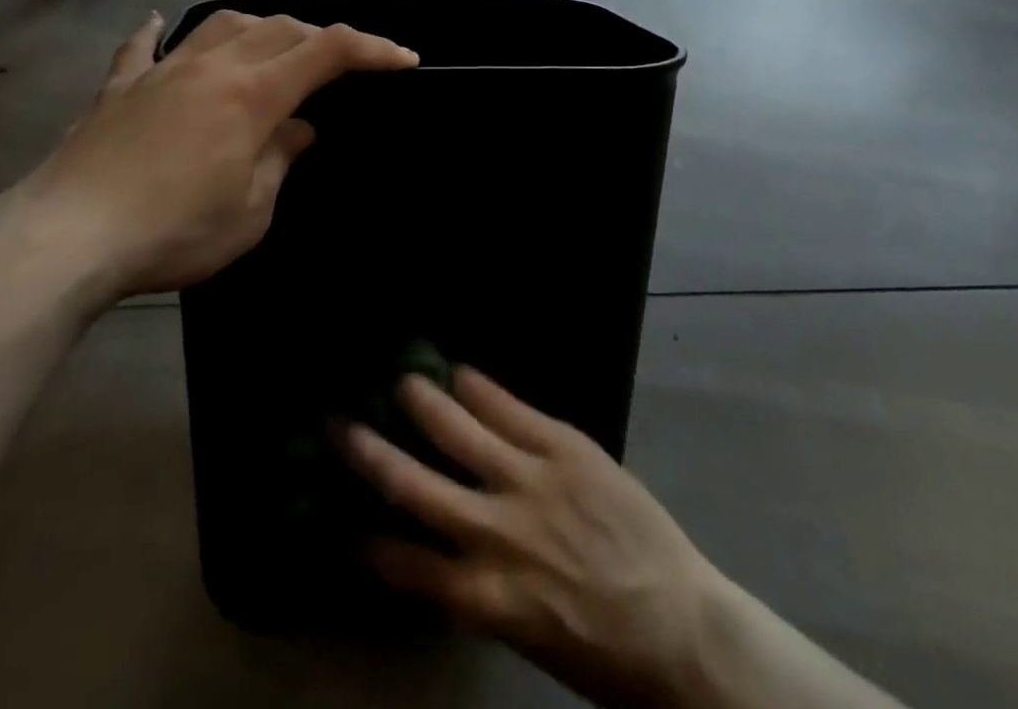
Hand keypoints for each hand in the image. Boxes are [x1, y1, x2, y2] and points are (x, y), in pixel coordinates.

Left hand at [0, 10, 417, 310]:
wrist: (66, 237)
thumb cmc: (172, 232)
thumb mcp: (250, 211)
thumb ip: (280, 158)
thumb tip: (299, 129)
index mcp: (252, 94)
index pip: (327, 52)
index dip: (372, 49)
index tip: (404, 59)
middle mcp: (211, 66)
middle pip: (279, 29)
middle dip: (318, 39)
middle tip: (338, 66)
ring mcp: (160, 70)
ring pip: (220, 25)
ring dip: (256, 29)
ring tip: (269, 48)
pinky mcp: (118, 88)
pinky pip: (142, 47)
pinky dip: (158, 33)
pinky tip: (159, 24)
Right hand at [337, 369, 733, 708]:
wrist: (679, 627)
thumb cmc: (602, 647)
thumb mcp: (525, 631)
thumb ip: (481, 586)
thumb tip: (443, 549)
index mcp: (482, 595)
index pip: (404, 566)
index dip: (366, 542)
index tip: (337, 520)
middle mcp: (494, 534)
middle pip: (414, 486)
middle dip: (370, 454)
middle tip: (338, 424)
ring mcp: (529, 481)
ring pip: (458, 432)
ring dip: (424, 404)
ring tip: (400, 380)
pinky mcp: (563, 448)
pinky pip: (511, 409)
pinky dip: (480, 389)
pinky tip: (460, 370)